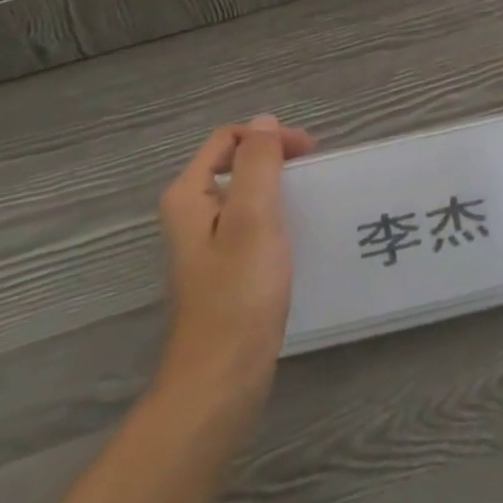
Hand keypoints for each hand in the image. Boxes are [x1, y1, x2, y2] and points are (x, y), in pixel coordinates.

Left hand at [156, 115, 315, 398]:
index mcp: (188, 195)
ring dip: (276, 189)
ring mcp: (204, 245)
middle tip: (315, 174)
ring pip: (243, 197)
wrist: (220, 381)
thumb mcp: (252, 218)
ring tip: (311, 200)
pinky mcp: (222, 272)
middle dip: (274, 160)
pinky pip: (249, 226)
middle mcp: (190, 214)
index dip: (268, 137)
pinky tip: (296, 237)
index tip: (310, 153)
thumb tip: (264, 122)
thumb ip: (258, 164)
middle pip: (234, 165)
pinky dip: (273, 219)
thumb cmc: (238, 294)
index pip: (227, 140)